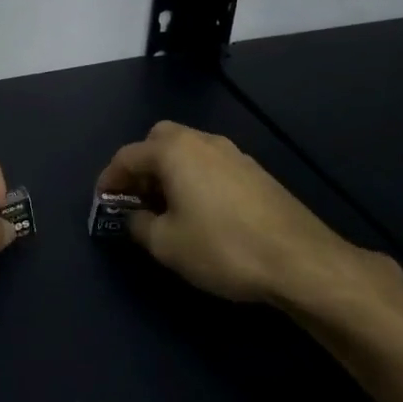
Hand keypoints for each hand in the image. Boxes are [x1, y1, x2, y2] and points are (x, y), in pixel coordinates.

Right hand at [96, 120, 402, 320]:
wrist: (300, 261)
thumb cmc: (222, 248)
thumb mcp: (166, 244)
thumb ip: (139, 224)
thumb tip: (134, 216)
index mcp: (174, 151)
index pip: (127, 156)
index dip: (109, 179)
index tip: (102, 202)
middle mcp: (203, 141)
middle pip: (158, 141)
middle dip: (141, 165)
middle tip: (135, 198)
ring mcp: (233, 154)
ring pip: (188, 150)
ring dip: (169, 171)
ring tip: (165, 208)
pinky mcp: (255, 172)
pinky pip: (210, 164)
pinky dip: (194, 178)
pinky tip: (200, 211)